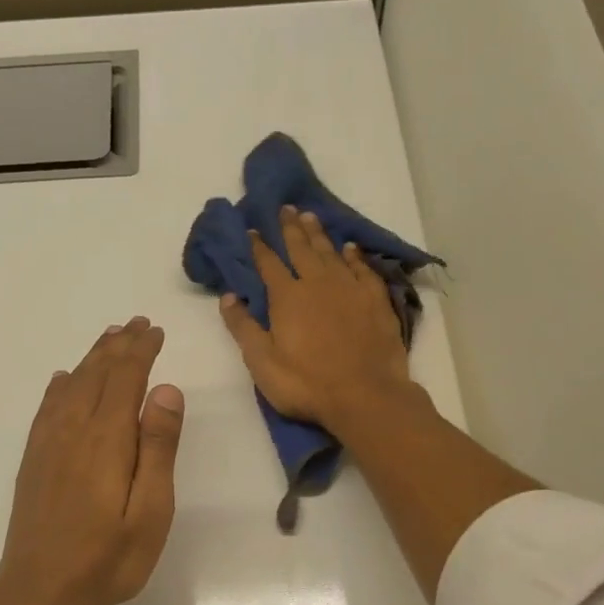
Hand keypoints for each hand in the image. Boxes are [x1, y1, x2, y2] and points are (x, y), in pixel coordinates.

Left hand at [0, 318, 184, 604]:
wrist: (40, 592)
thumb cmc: (108, 559)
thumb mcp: (150, 511)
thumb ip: (158, 449)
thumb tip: (166, 390)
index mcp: (107, 439)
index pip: (125, 378)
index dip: (141, 351)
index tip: (155, 331)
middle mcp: (73, 430)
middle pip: (96, 374)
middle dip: (118, 346)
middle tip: (136, 324)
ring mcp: (48, 445)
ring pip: (71, 386)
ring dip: (92, 359)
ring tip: (108, 339)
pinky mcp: (33, 461)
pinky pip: (47, 408)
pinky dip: (60, 385)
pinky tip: (64, 381)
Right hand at [219, 205, 413, 425]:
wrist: (365, 395)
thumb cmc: (306, 383)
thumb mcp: (262, 362)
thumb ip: (243, 327)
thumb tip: (228, 296)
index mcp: (287, 297)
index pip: (269, 264)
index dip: (259, 247)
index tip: (253, 230)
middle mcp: (318, 284)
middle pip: (302, 249)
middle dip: (290, 229)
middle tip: (286, 208)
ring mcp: (350, 289)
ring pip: (331, 253)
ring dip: (319, 234)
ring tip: (310, 217)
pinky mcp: (375, 300)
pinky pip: (362, 269)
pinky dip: (354, 256)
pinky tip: (350, 249)